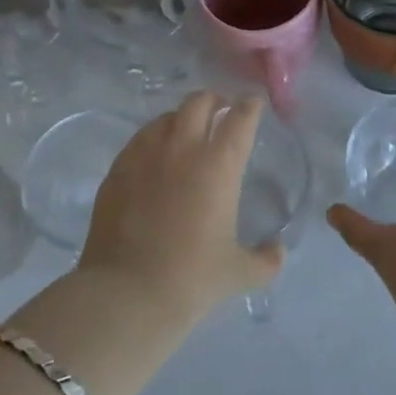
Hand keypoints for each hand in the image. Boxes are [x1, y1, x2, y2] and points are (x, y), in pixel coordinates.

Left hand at [82, 91, 283, 323]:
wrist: (126, 294)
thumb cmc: (190, 279)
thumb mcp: (238, 273)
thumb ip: (265, 260)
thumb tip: (278, 252)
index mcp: (218, 165)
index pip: (240, 119)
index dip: (250, 106)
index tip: (254, 104)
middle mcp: (183, 149)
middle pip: (199, 102)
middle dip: (214, 100)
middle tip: (220, 111)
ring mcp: (145, 155)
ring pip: (166, 117)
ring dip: (181, 117)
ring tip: (185, 131)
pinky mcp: (117, 169)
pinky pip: (139, 140)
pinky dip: (153, 139)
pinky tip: (154, 156)